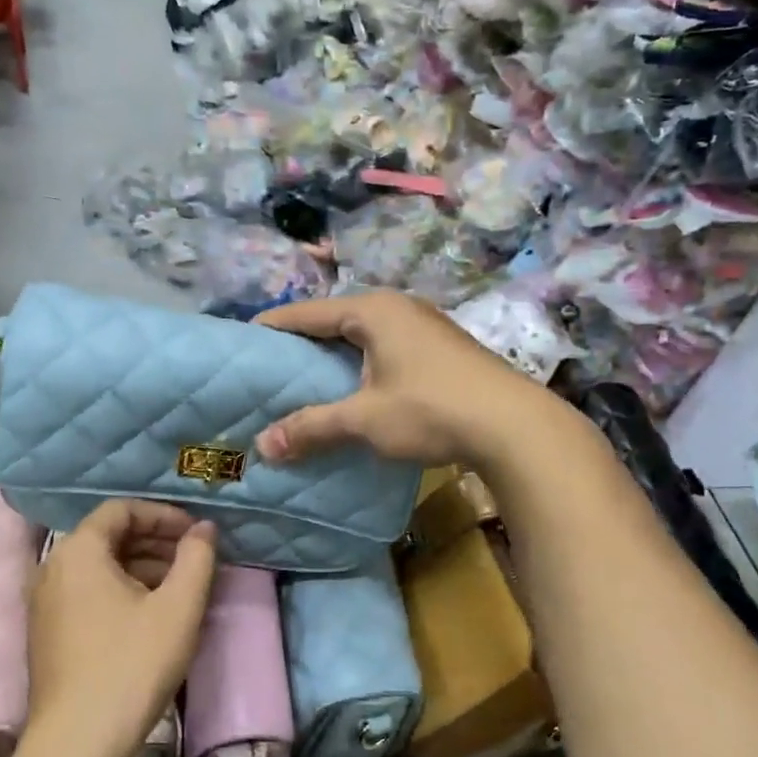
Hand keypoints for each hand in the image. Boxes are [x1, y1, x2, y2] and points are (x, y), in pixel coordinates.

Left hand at [24, 500, 217, 756]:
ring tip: (180, 589)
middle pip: (108, 536)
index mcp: (78, 551)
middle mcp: (52, 567)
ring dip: (141, 567)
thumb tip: (205, 528)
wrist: (76, 744)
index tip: (195, 535)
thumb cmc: (131, 666)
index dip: (163, 515)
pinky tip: (151, 616)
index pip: (121, 510)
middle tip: (193, 560)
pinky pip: (87, 592)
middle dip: (155, 542)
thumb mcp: (178, 608)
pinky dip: (121, 590)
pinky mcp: (47, 632)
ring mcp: (44, 602)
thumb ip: (197, 558)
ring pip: (99, 567)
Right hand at [254, 291, 561, 470]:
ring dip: (335, 356)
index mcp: (373, 311)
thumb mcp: (364, 419)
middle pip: (335, 320)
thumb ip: (311, 428)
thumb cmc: (431, 410)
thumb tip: (262, 447)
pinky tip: (354, 389)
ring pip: (363, 336)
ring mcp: (424, 326)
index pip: (306, 313)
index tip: (242, 341)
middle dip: (303, 343)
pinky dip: (362, 365)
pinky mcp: (442, 348)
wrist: (515, 426)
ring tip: (305, 380)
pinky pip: (385, 348)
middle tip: (269, 368)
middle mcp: (397, 308)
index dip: (272, 327)